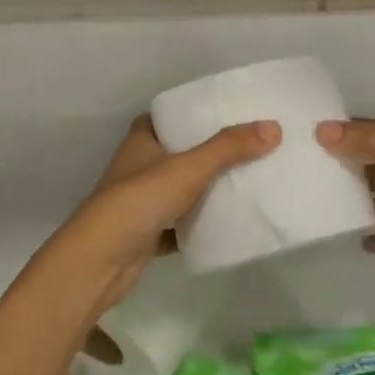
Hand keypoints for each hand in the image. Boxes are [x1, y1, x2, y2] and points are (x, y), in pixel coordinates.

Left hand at [49, 115, 279, 319]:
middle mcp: (138, 167)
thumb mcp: (188, 168)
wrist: (100, 261)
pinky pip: (180, 225)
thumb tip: (274, 127)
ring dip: (207, 190)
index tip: (229, 113)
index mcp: (141, 141)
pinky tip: (227, 225)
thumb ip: (229, 148)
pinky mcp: (147, 234)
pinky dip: (199, 225)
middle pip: (179, 153)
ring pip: (180, 190)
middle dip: (210, 152)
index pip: (169, 117)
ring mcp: (141, 203)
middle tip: (250, 147)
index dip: (195, 113)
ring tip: (248, 181)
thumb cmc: (139, 201)